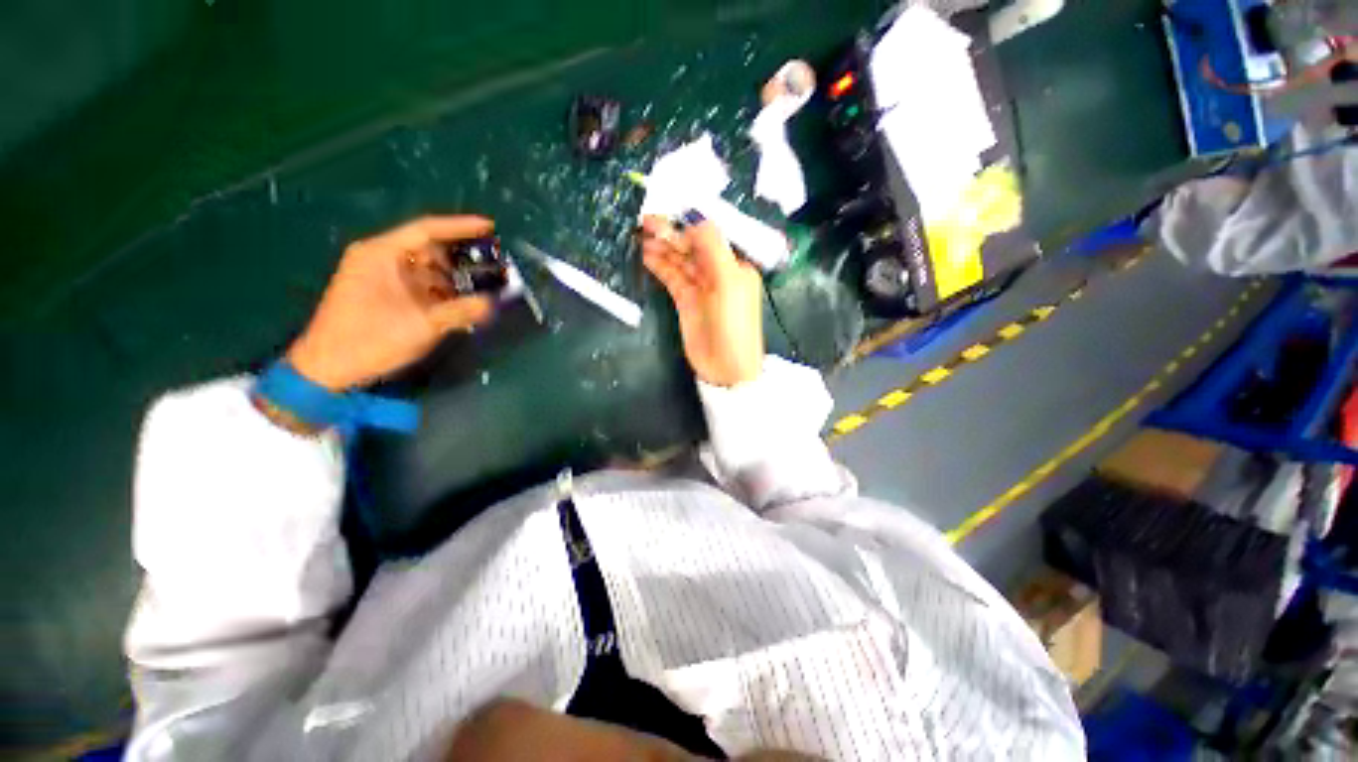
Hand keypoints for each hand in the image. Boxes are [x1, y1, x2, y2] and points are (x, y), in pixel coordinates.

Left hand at [287, 216, 496, 390]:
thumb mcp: (421, 325)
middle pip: (430, 249)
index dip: (461, 227)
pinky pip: (422, 285)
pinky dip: (444, 291)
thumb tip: (493, 303)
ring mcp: (382, 277)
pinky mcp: (386, 295)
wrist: (328, 368)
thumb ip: (460, 311)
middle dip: (463, 257)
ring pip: (428, 269)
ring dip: (456, 277)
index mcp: (382, 254)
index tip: (490, 227)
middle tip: (494, 265)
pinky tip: (465, 302)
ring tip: (486, 286)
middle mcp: (381, 259)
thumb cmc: (370, 339)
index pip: (427, 230)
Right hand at [641, 216, 763, 386]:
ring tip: (641, 236)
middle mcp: (717, 273)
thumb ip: (712, 249)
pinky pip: (672, 277)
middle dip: (671, 234)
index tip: (666, 218)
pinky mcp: (686, 301)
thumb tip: (694, 220)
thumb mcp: (728, 283)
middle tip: (645, 222)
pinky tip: (647, 256)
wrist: (726, 367)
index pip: (708, 237)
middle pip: (691, 247)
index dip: (687, 226)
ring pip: (679, 261)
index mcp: (733, 265)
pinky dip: (660, 266)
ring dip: (662, 248)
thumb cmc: (732, 323)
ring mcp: (700, 288)